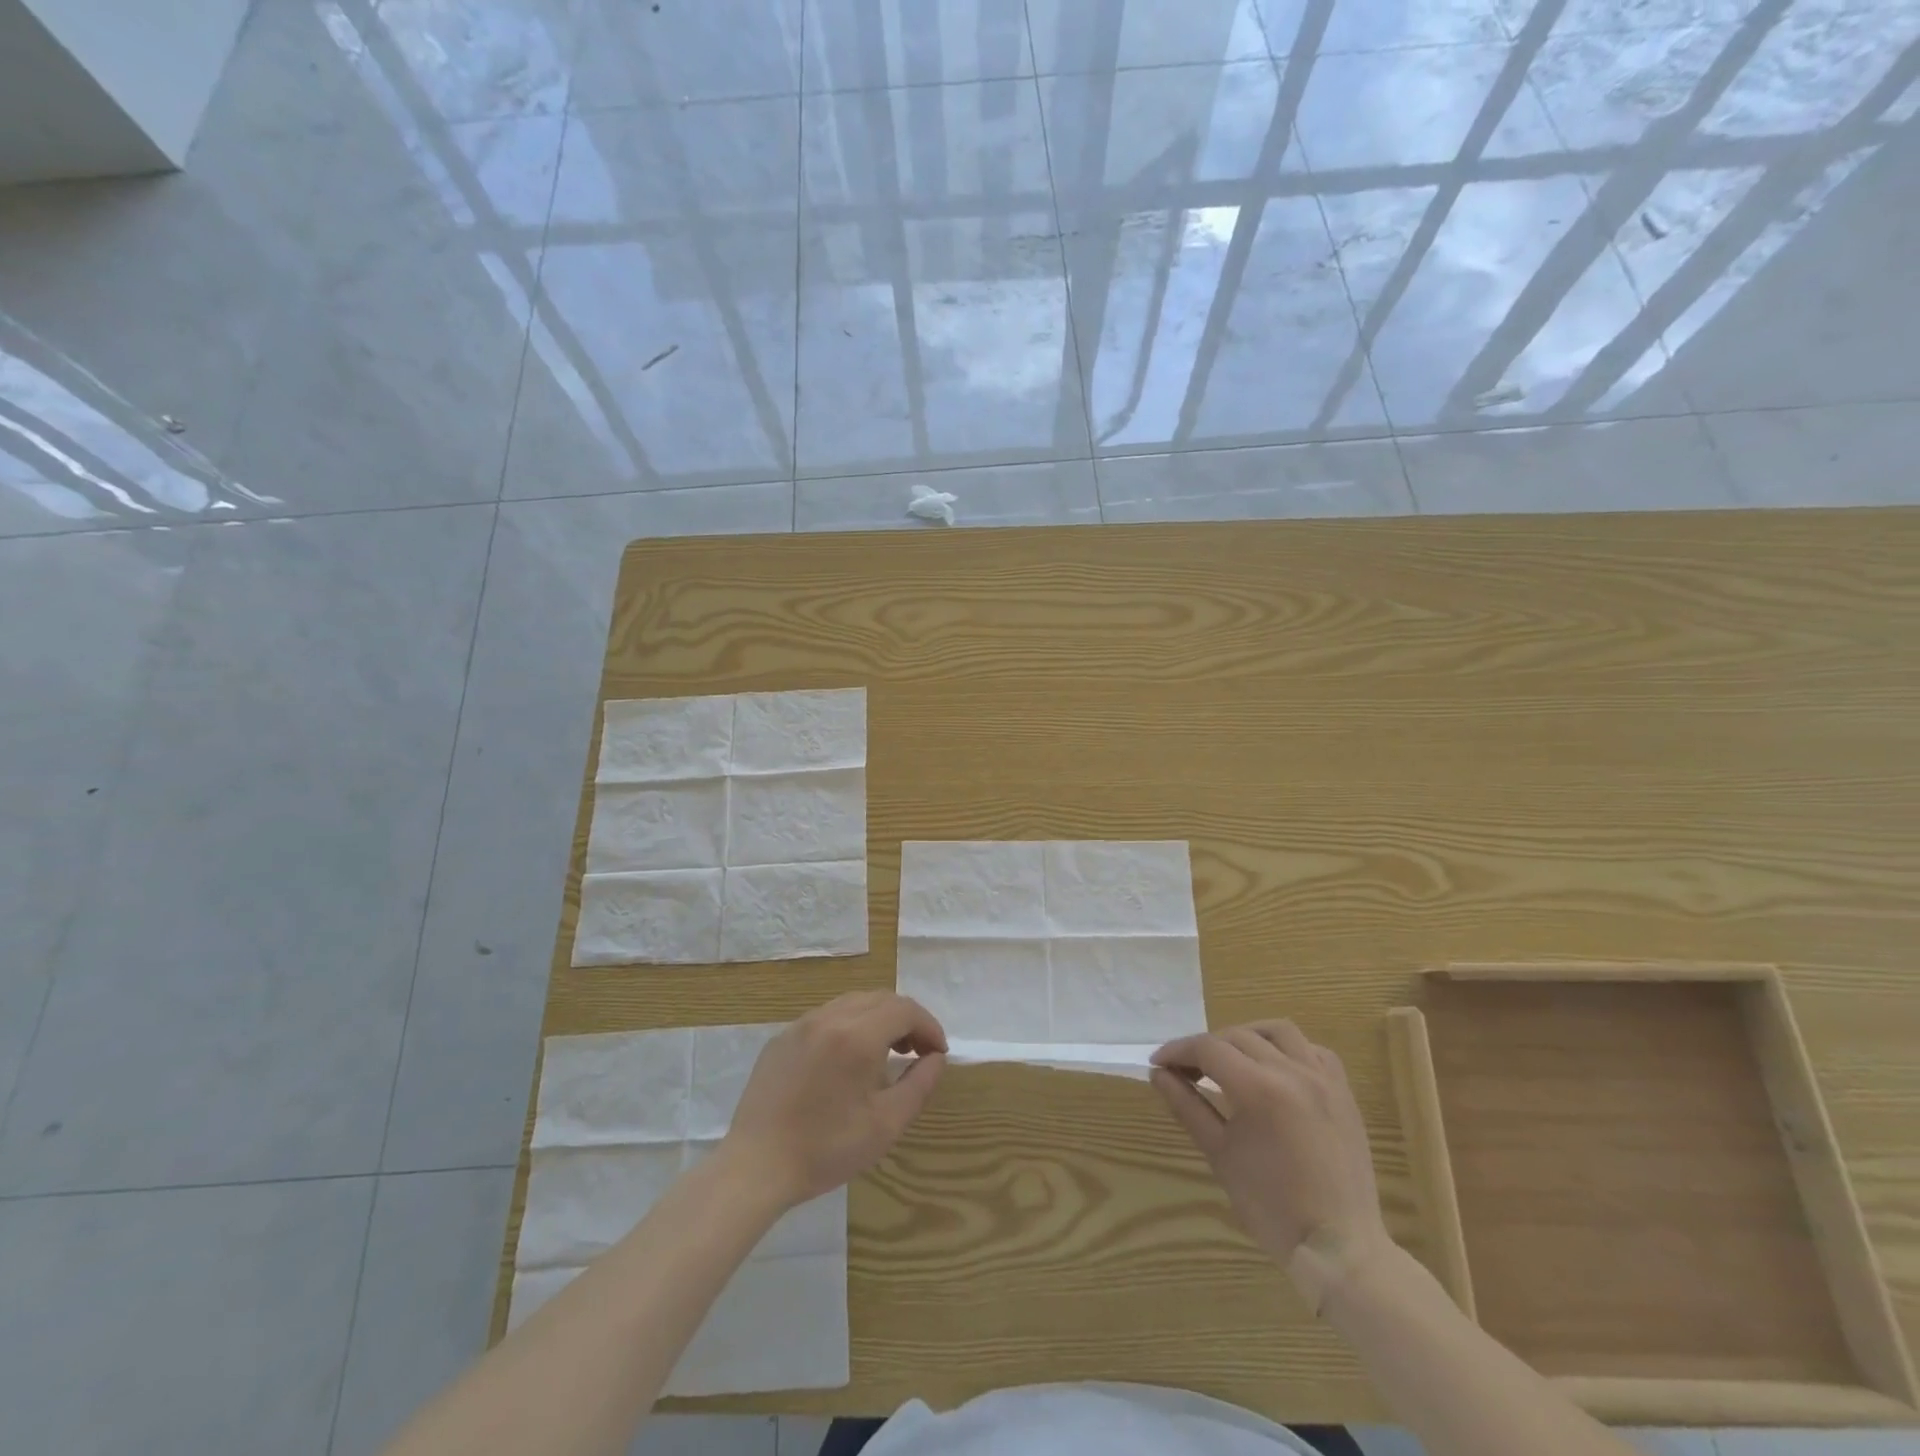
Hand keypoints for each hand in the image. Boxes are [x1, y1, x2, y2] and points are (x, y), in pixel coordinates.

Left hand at [722, 992, 947, 1208]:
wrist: (756, 1167)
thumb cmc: (826, 1149)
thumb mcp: (886, 1124)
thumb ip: (919, 1085)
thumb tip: (936, 1058)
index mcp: (856, 1036)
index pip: (904, 1009)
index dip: (928, 1026)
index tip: (938, 1052)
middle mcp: (829, 1018)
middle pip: (880, 999)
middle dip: (906, 1019)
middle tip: (916, 1052)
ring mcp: (801, 1025)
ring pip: (852, 1003)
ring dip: (878, 1019)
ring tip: (885, 1054)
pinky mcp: (781, 1038)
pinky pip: (825, 1017)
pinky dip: (849, 1026)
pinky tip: (846, 1061)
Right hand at [1151, 1020, 1391, 1306]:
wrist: (1339, 1247)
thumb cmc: (1271, 1206)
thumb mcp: (1220, 1154)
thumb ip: (1187, 1106)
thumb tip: (1158, 1074)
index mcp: (1258, 1088)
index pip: (1208, 1049)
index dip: (1178, 1051)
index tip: (1158, 1063)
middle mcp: (1292, 1071)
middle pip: (1237, 1036)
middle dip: (1205, 1047)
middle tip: (1185, 1070)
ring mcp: (1323, 1079)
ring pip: (1278, 1031)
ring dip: (1247, 1036)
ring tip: (1230, 1058)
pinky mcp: (1343, 1092)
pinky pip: (1314, 1050)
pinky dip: (1289, 1049)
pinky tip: (1275, 1067)